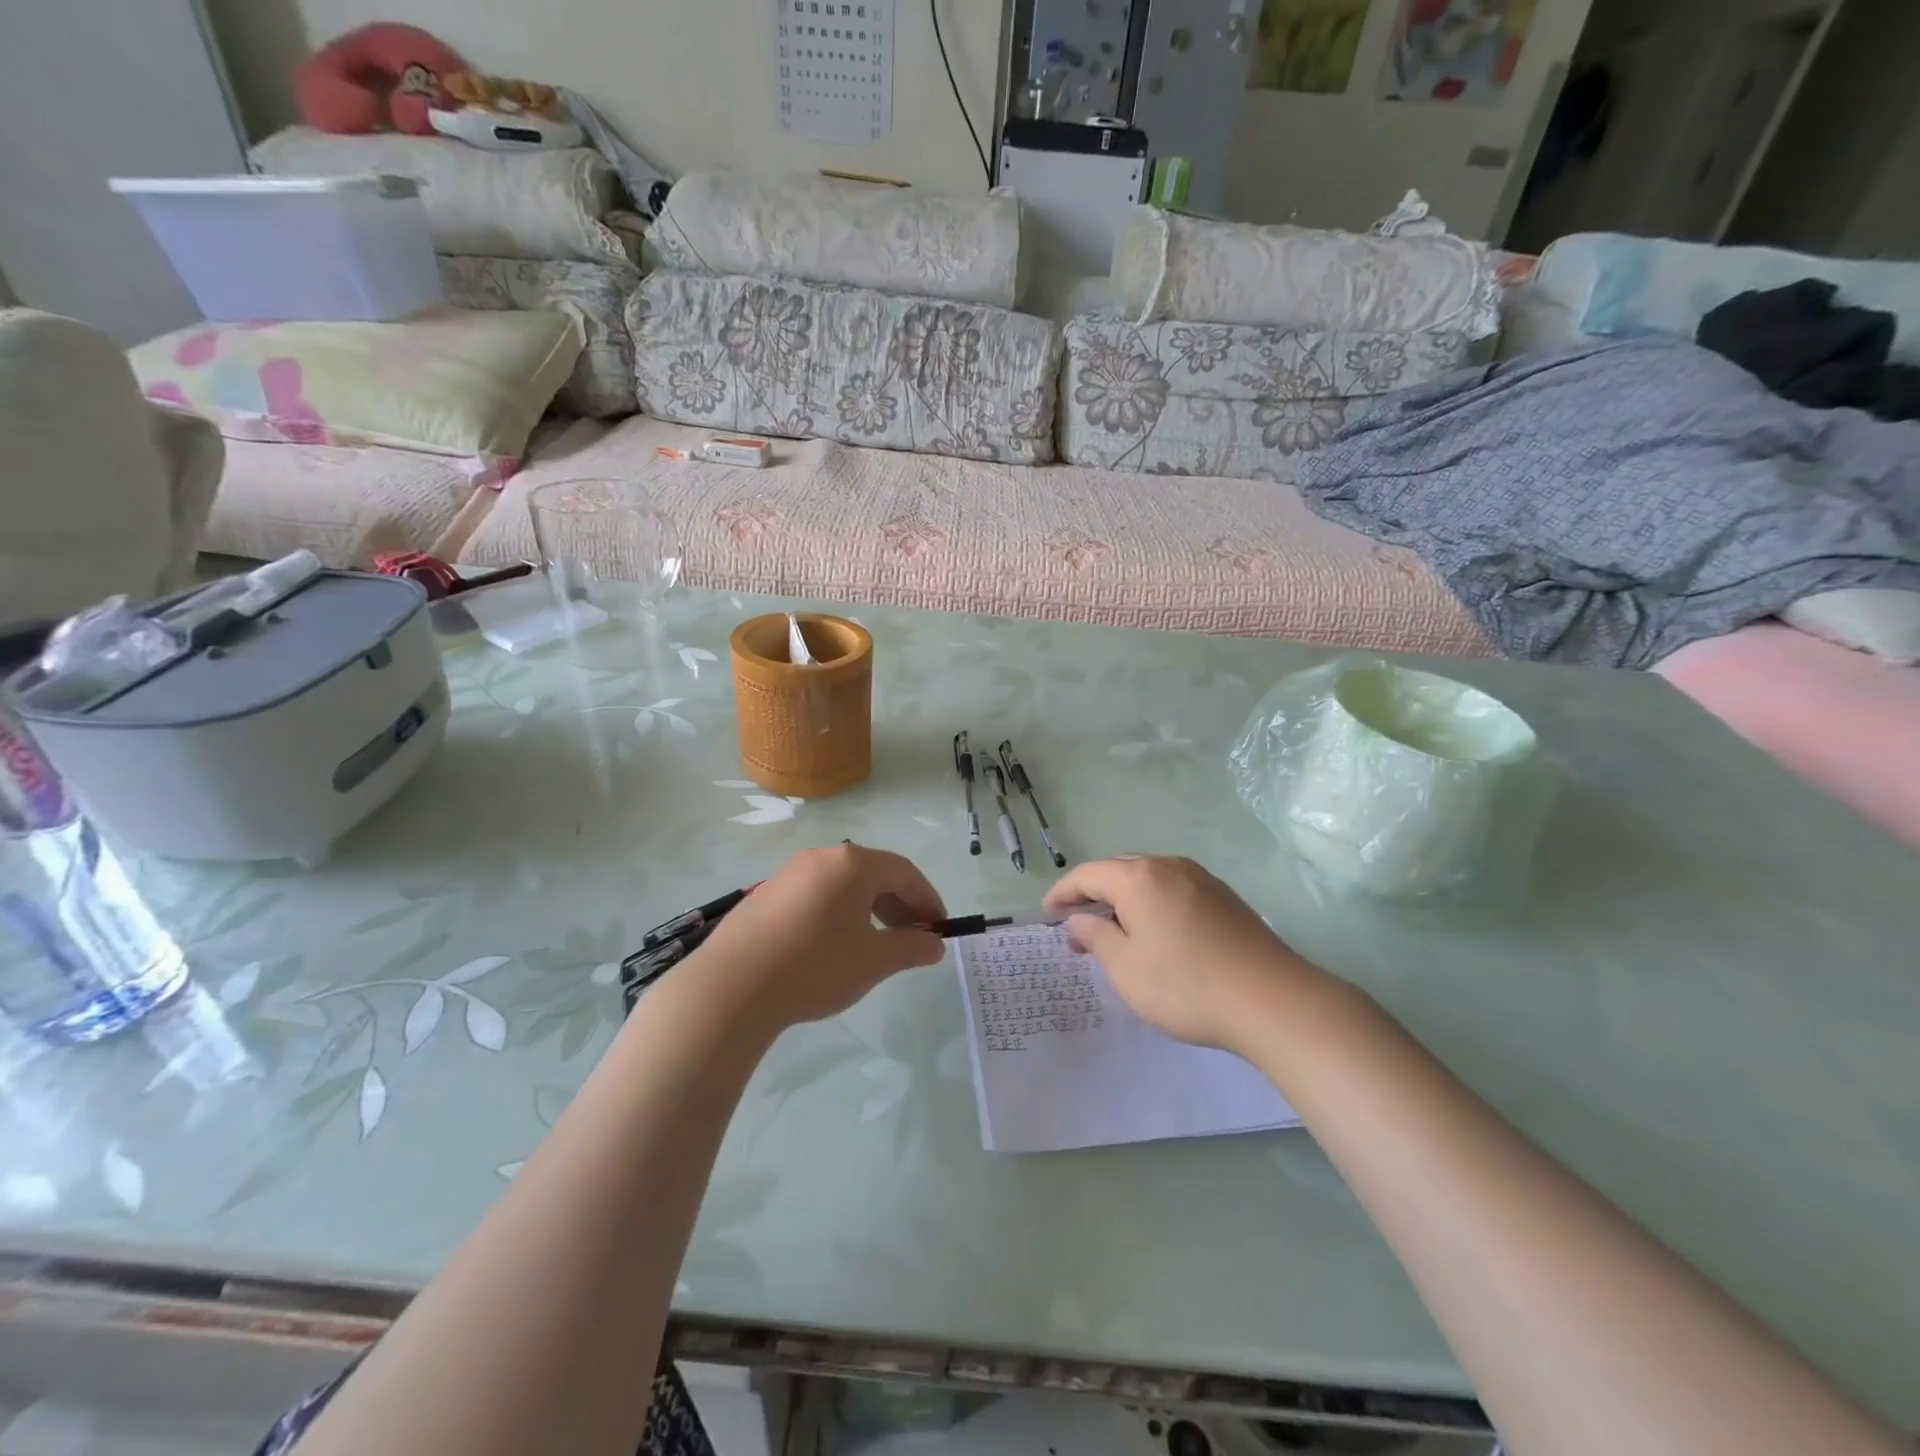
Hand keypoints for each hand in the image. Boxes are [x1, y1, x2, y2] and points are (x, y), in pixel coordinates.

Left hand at [691, 844, 946, 1029]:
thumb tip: (934, 944)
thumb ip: (910, 948)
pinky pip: (815, 895)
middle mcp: (822, 857)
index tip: (939, 928)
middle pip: (873, 873)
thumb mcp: (873, 961)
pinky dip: (837, 912)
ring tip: (874, 944)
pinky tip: (831, 946)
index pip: (904, 872)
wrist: (732, 987)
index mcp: (852, 864)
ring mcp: (789, 873)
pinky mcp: (765, 894)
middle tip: (911, 938)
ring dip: (868, 908)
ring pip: (842, 884)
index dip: (927, 899)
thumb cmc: (815, 966)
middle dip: (899, 904)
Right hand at [1043, 856, 1324, 1053]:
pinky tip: (1157, 934)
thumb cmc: (1185, 985)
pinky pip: (1174, 890)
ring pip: (1149, 879)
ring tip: (1116, 933)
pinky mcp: (1225, 897)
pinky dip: (1153, 904)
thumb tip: (1079, 921)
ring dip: (1125, 900)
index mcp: (1138, 877)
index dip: (1062, 893)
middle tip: (1078, 928)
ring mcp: (1201, 879)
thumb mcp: (1126, 968)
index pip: (1087, 875)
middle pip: (1118, 871)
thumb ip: (1096, 938)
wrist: (1272, 999)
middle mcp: (1169, 866)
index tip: (1047, 915)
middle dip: (1094, 895)